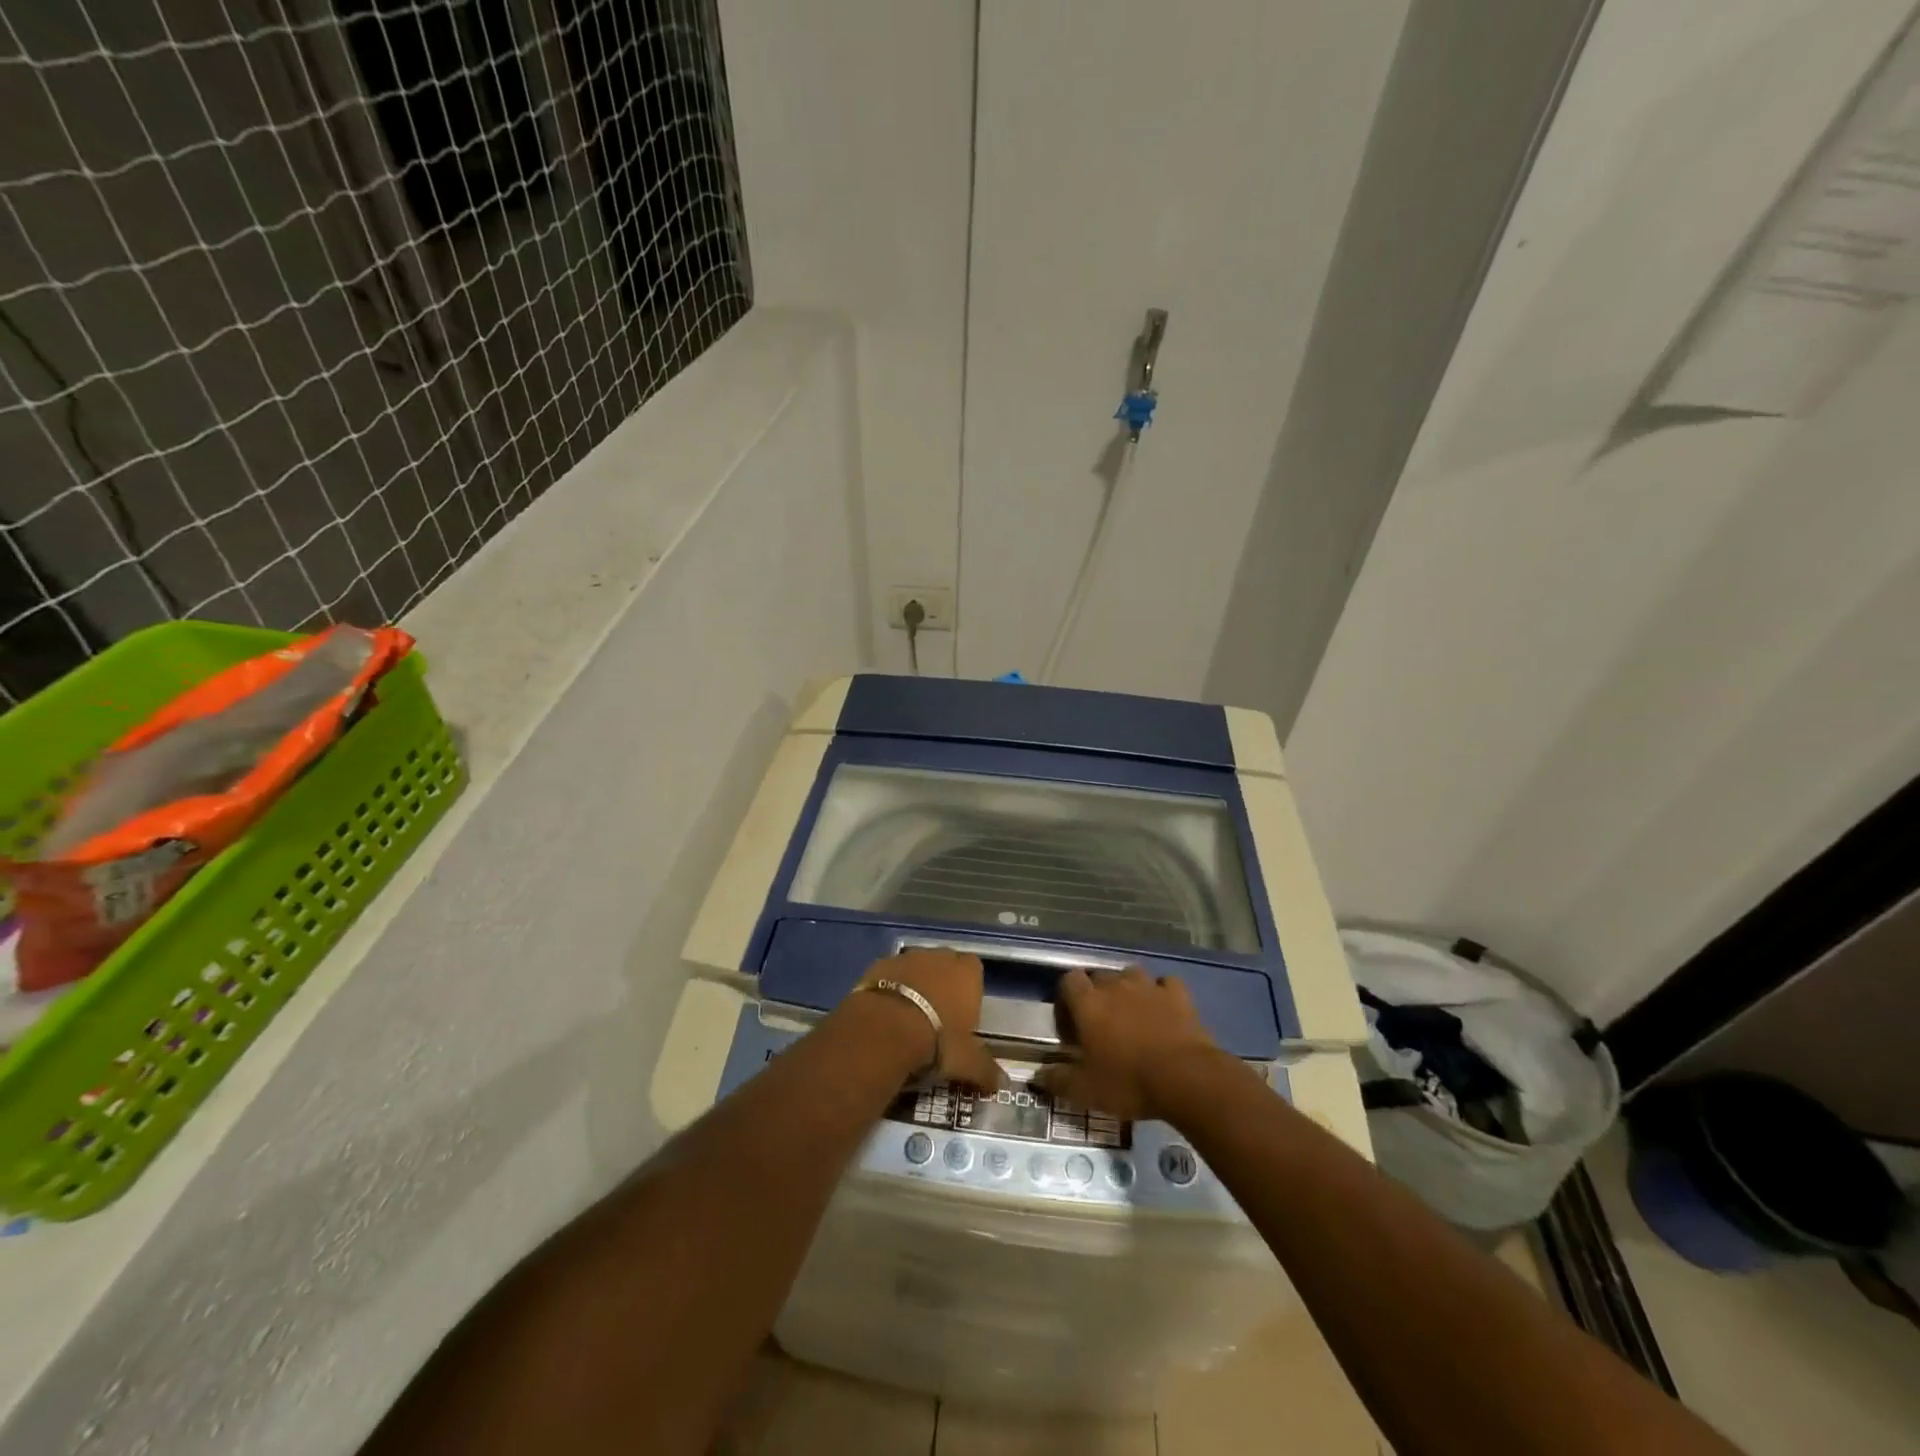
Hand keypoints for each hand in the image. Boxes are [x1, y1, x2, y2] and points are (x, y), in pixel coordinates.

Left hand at [853, 949, 1002, 1088]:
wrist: (885, 1029)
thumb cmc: (937, 1040)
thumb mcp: (966, 1062)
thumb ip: (985, 1070)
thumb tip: (1002, 1084)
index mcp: (966, 973)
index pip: (974, 969)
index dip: (969, 988)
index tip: (963, 1012)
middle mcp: (939, 957)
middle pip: (944, 964)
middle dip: (942, 983)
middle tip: (936, 1015)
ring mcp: (907, 957)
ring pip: (916, 966)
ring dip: (915, 983)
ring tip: (908, 1016)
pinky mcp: (879, 964)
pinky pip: (890, 974)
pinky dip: (890, 988)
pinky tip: (885, 1012)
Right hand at [1035, 967, 1226, 1119]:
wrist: (1185, 1078)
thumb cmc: (1128, 1082)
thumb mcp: (1085, 1090)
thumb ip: (1057, 1081)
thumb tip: (1037, 1077)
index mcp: (1088, 1003)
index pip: (1069, 980)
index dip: (1067, 998)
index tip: (1071, 1024)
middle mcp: (1115, 985)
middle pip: (1099, 976)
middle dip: (1097, 994)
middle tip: (1100, 1024)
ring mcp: (1149, 986)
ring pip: (1131, 974)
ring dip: (1128, 989)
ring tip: (1131, 1014)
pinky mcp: (1178, 995)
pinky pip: (1165, 984)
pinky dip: (1162, 993)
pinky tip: (1163, 1010)